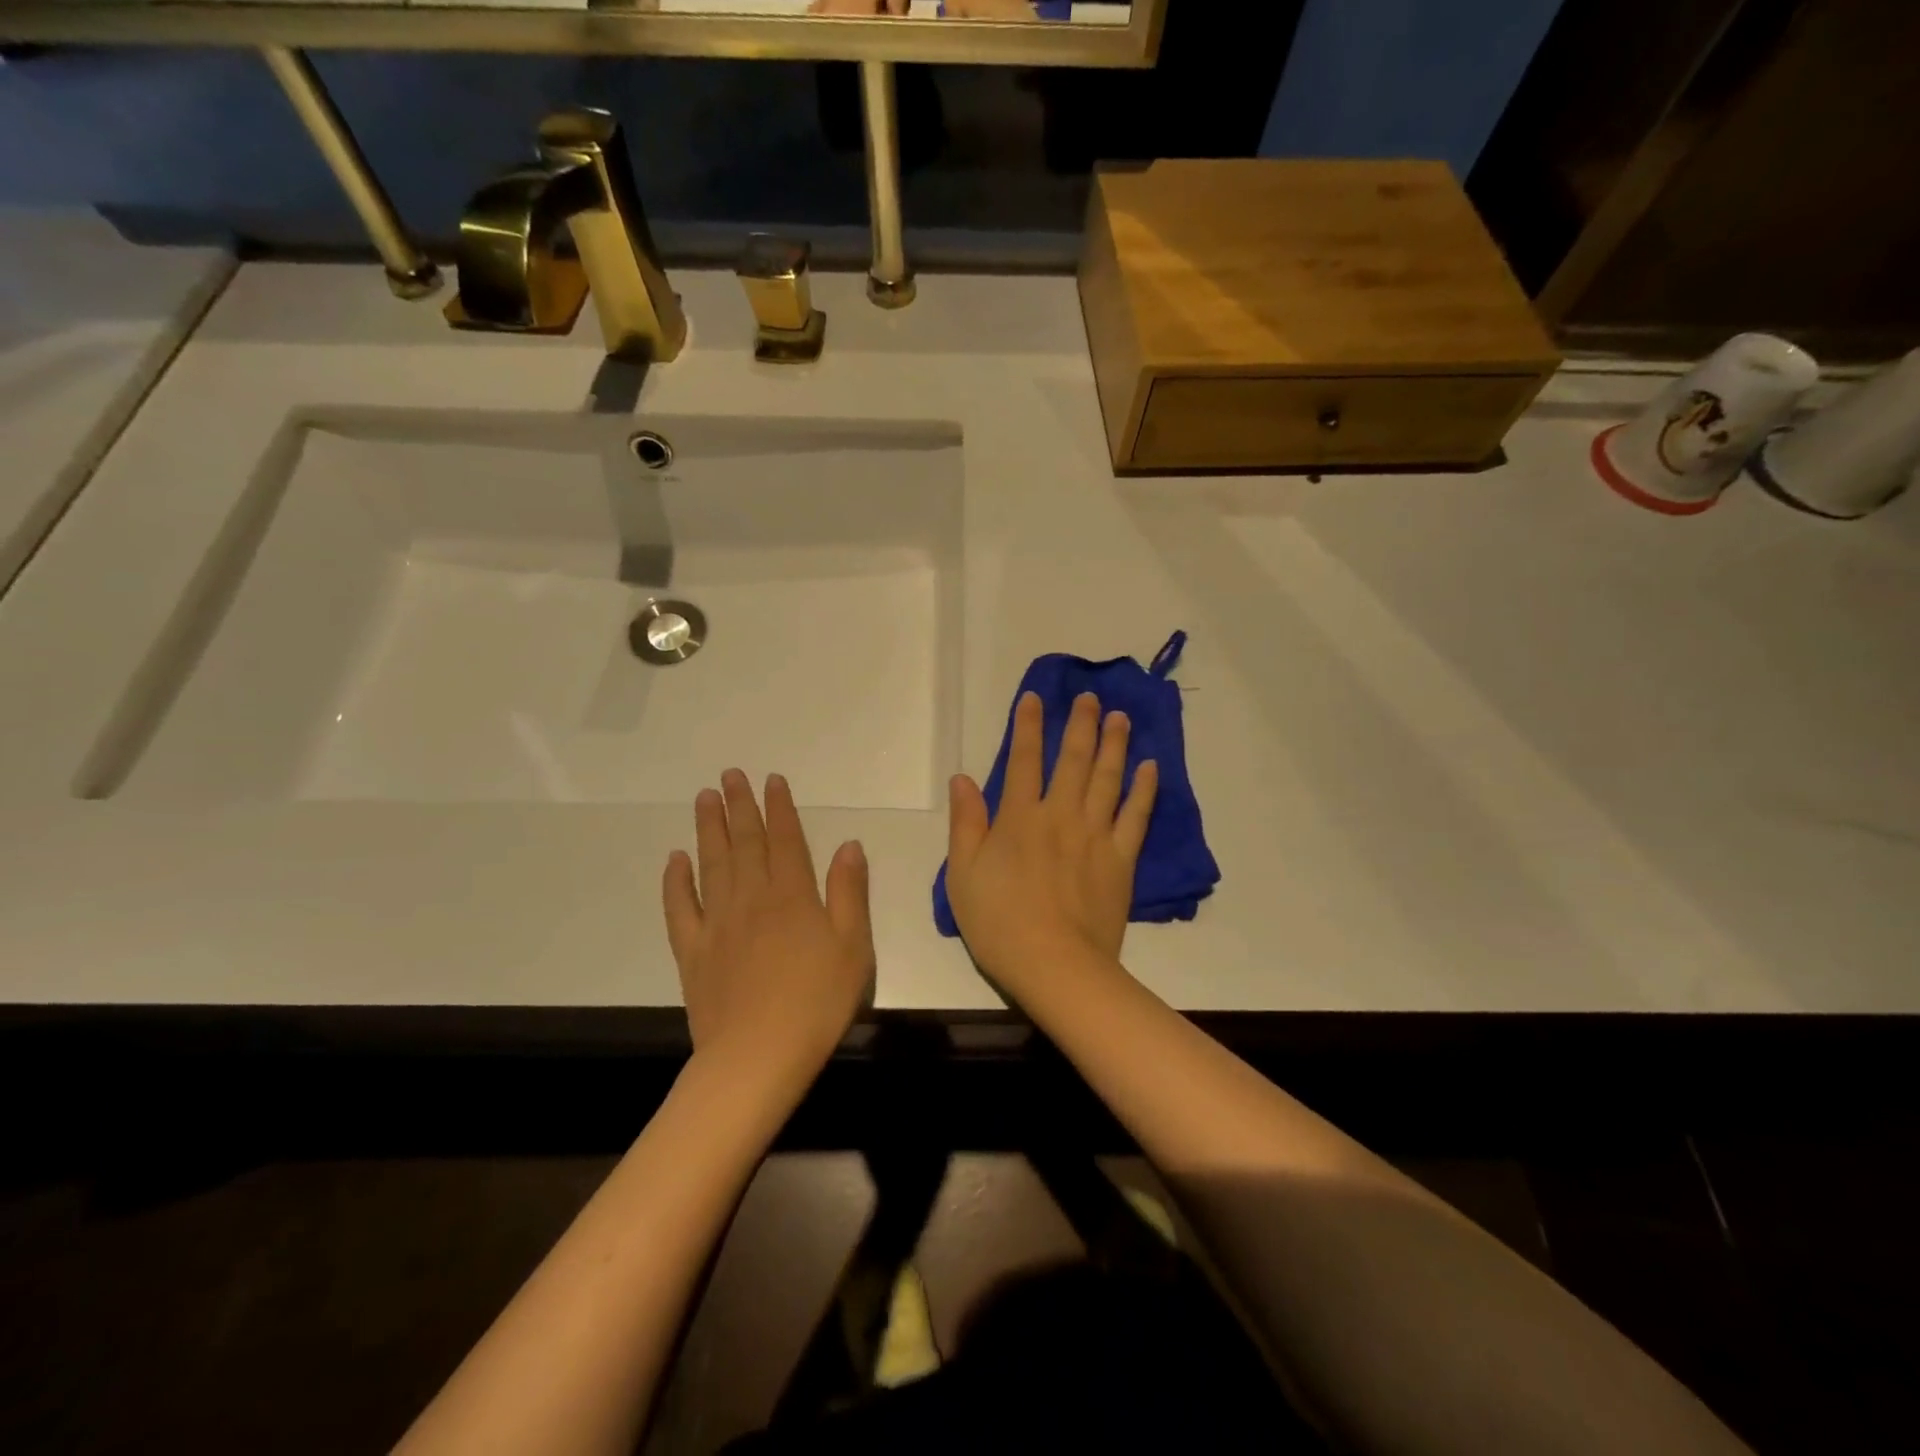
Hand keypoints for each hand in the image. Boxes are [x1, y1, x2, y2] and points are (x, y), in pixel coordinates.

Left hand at [664, 771, 873, 1084]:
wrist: (757, 1057)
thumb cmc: (817, 1002)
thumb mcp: (854, 947)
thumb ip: (849, 892)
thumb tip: (848, 844)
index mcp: (793, 896)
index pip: (786, 840)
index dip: (779, 807)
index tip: (771, 780)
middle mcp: (752, 899)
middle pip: (745, 843)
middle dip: (739, 806)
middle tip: (729, 775)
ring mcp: (718, 924)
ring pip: (712, 865)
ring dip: (708, 830)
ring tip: (704, 799)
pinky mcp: (693, 952)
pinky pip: (681, 908)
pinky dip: (675, 881)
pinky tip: (674, 859)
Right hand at [945, 692, 1157, 995]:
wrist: (1054, 965)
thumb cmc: (998, 922)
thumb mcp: (962, 874)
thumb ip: (965, 823)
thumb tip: (963, 778)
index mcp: (1019, 818)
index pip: (1023, 760)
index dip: (1027, 726)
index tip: (1035, 697)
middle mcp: (1060, 815)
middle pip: (1073, 759)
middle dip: (1080, 724)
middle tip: (1091, 697)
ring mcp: (1095, 835)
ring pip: (1107, 778)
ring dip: (1114, 744)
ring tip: (1120, 717)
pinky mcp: (1121, 859)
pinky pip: (1135, 816)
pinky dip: (1143, 789)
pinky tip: (1150, 767)